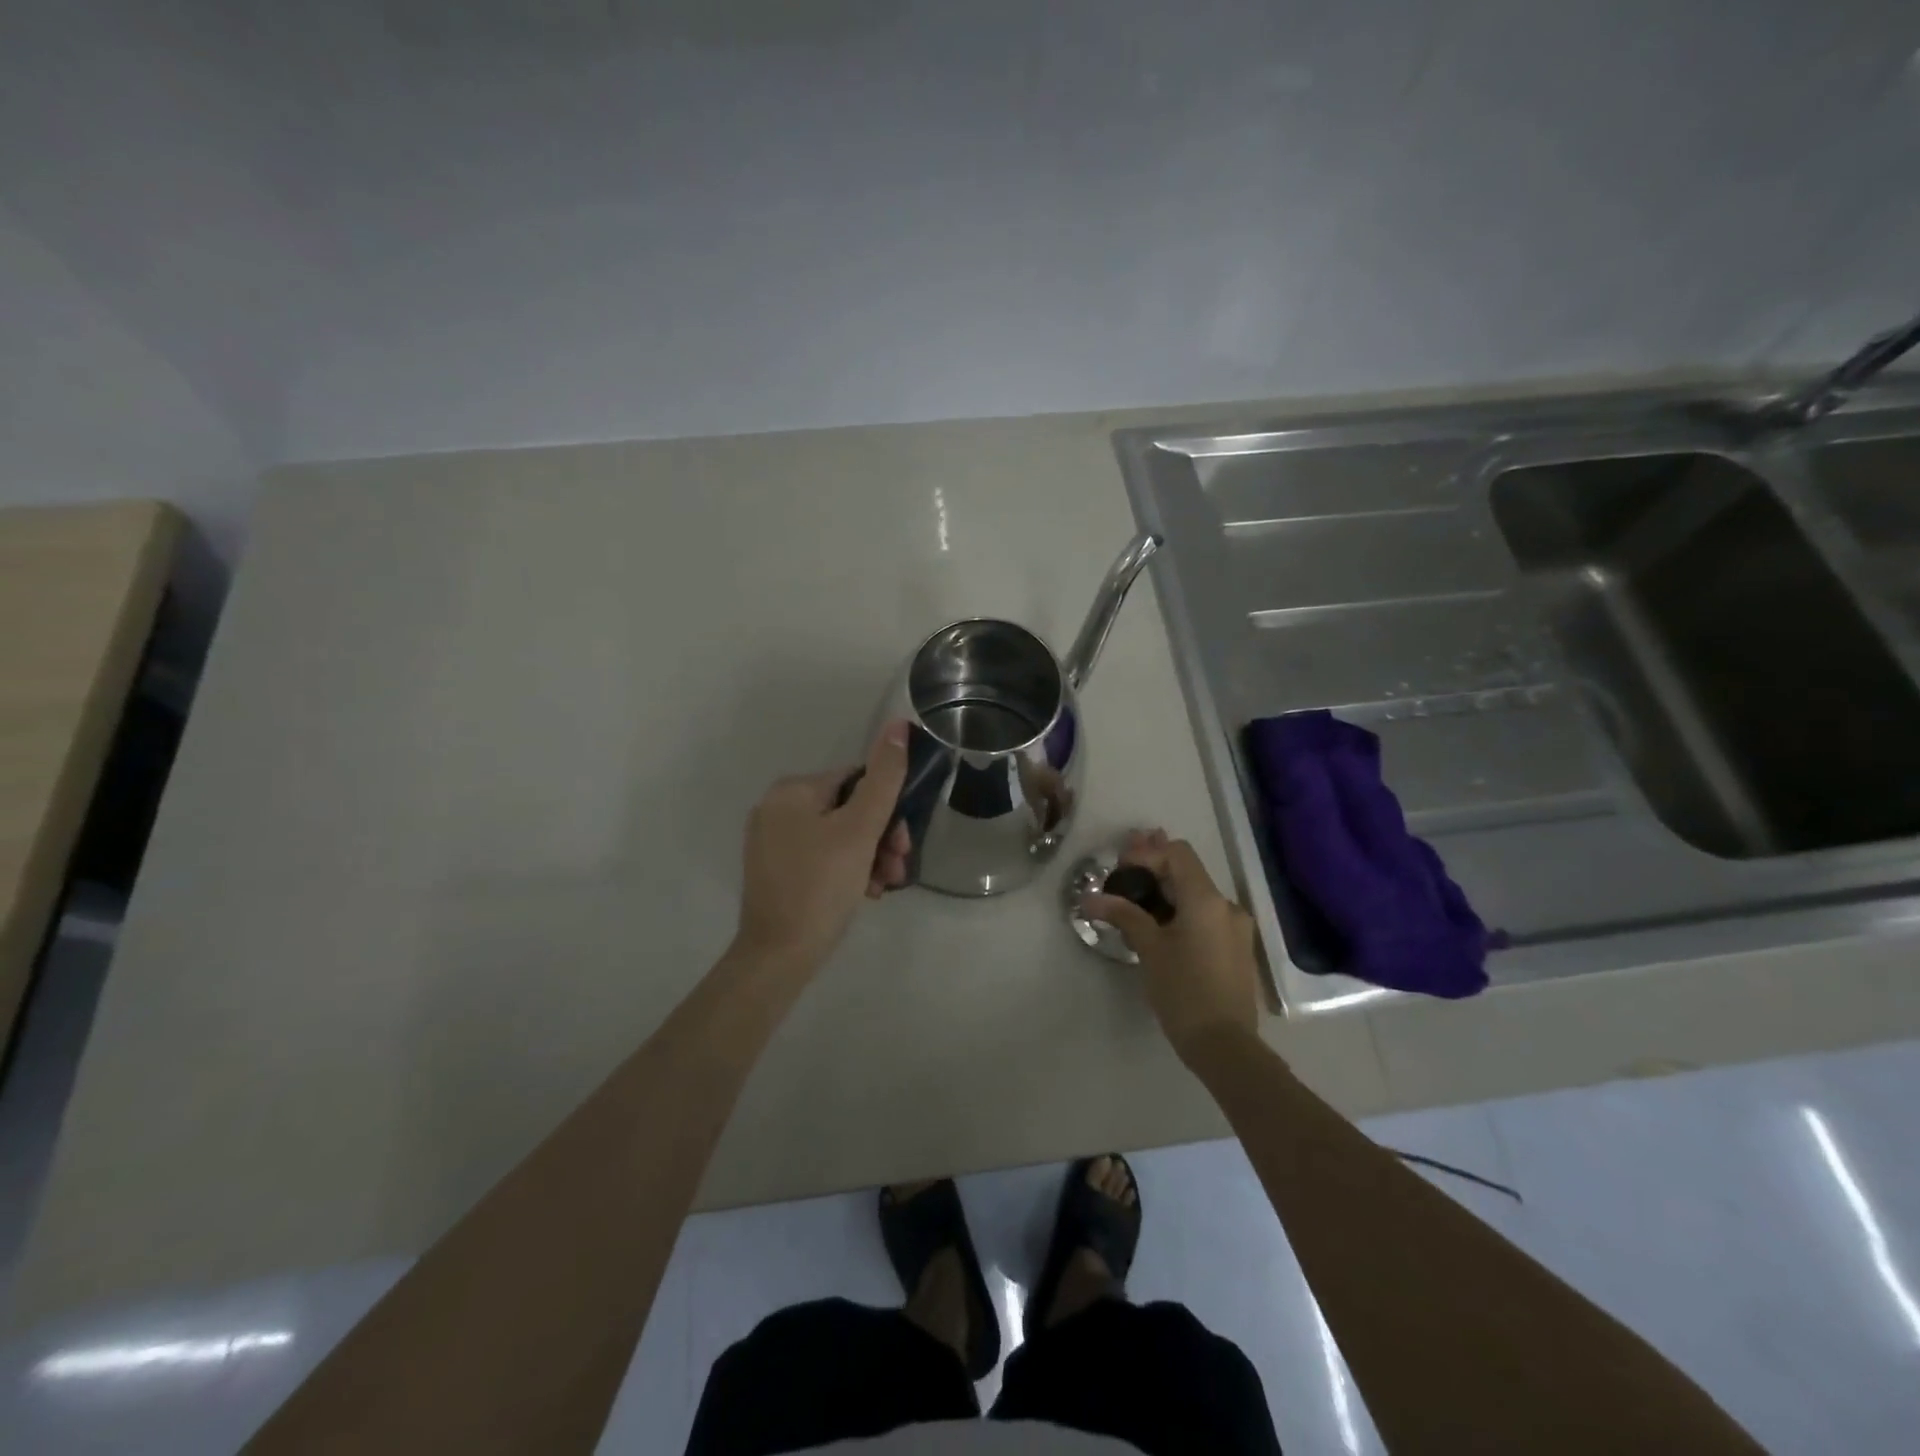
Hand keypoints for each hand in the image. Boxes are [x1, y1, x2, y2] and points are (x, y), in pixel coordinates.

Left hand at [735, 721, 912, 972]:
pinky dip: (847, 869)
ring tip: (883, 886)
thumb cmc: (821, 886)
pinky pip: (821, 856)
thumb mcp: (860, 830)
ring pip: (838, 836)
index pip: (857, 780)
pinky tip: (864, 893)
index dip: (888, 808)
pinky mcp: (776, 870)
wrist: (779, 956)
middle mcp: (776, 808)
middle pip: (848, 809)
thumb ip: (884, 777)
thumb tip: (898, 724)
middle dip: (880, 837)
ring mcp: (772, 841)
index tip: (904, 842)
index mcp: (792, 790)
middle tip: (898, 867)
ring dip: (869, 857)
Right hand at [1081, 829, 1260, 1061]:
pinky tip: (1158, 924)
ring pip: (1195, 895)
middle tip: (1121, 871)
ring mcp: (1234, 928)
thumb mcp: (1150, 950)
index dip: (1146, 854)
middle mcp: (1226, 906)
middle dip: (1153, 868)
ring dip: (1165, 891)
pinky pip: (1204, 916)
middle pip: (1186, 871)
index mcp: (1206, 900)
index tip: (1120, 871)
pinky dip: (1179, 911)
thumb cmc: (1184, 992)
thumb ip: (1123, 915)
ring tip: (1134, 898)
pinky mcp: (1234, 948)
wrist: (1225, 1046)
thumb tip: (1090, 898)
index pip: (1177, 853)